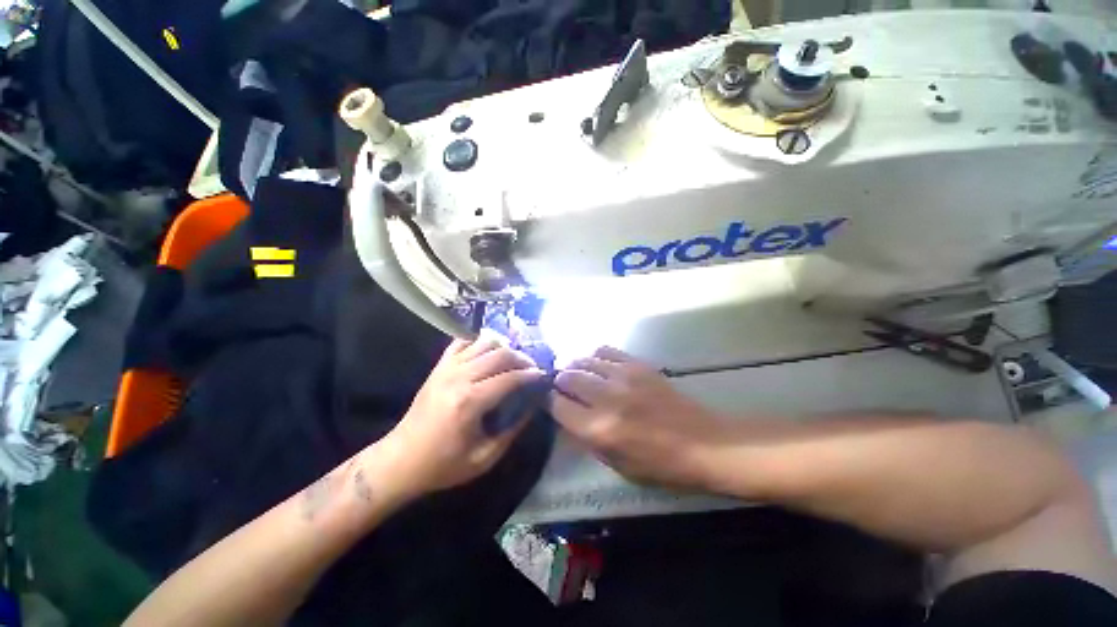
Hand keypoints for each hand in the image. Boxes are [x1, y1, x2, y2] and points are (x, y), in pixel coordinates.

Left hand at [380, 332, 543, 497]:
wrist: (400, 460)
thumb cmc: (443, 465)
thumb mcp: (484, 458)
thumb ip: (513, 430)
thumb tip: (533, 406)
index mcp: (470, 401)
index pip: (510, 377)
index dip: (531, 374)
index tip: (544, 376)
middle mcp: (459, 377)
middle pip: (500, 353)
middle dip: (522, 358)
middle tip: (532, 368)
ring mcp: (447, 368)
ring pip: (484, 342)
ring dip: (503, 347)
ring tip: (512, 361)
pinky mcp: (439, 366)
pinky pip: (462, 342)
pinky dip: (478, 342)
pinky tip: (486, 354)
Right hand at [550, 347, 726, 489]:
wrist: (703, 444)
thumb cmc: (660, 465)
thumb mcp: (616, 465)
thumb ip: (587, 438)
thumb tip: (568, 415)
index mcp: (598, 430)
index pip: (557, 405)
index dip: (550, 401)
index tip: (551, 401)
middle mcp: (606, 399)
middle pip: (567, 377)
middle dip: (559, 381)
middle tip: (562, 386)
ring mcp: (623, 377)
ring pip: (583, 360)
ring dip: (574, 366)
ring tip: (576, 372)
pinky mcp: (637, 364)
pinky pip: (605, 350)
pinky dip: (595, 356)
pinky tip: (597, 364)